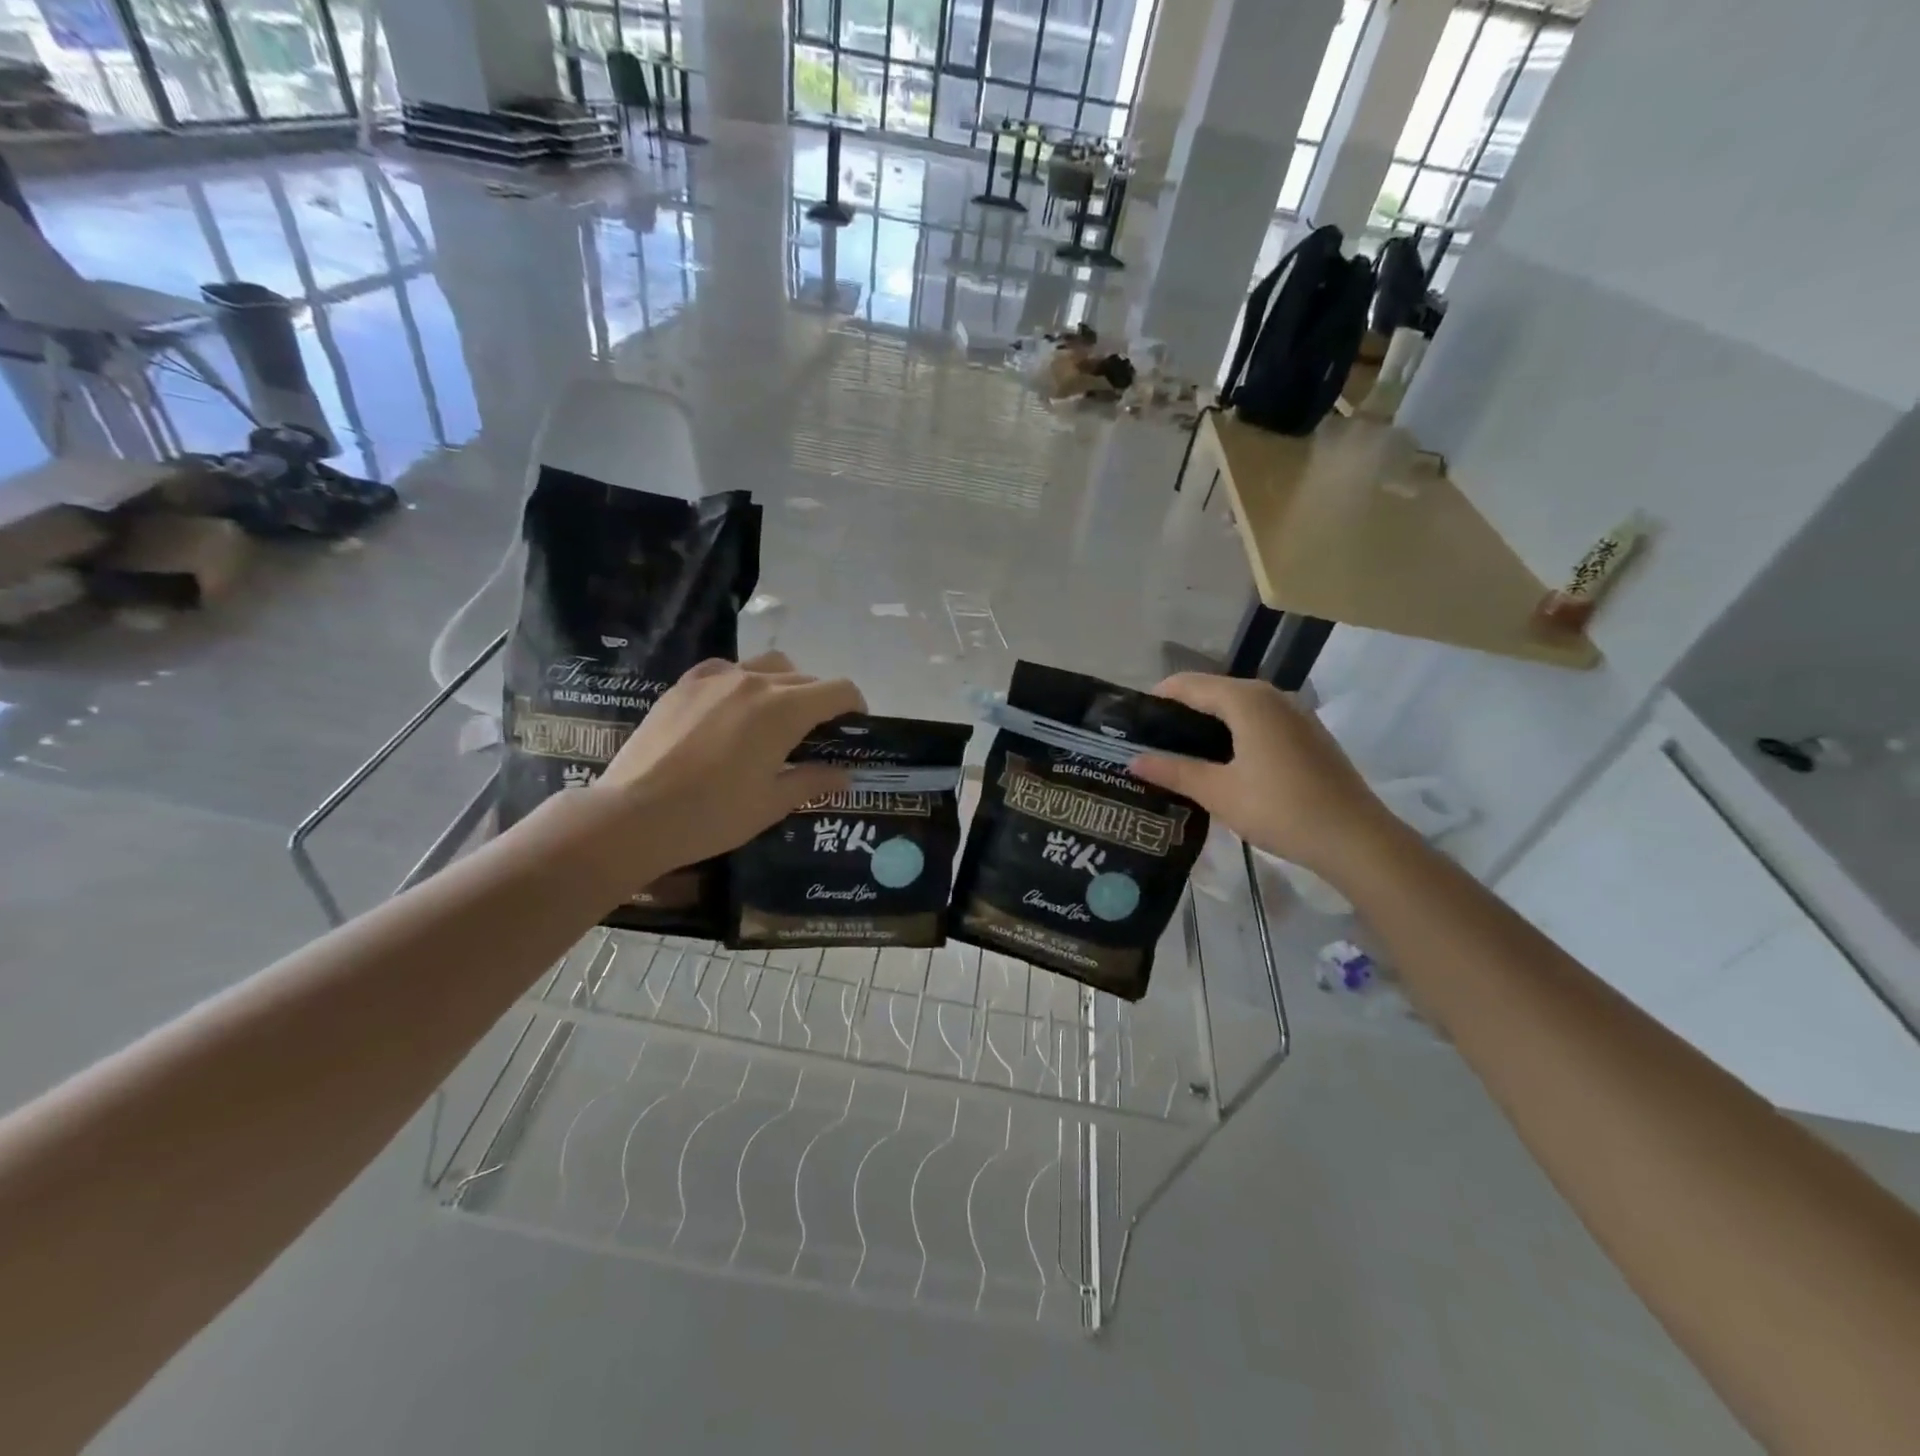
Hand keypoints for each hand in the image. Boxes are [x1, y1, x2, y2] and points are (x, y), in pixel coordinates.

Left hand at [590, 651, 863, 869]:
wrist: (633, 815)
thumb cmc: (713, 814)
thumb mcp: (772, 803)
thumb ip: (813, 781)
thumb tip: (844, 775)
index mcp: (785, 709)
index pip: (838, 690)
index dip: (854, 705)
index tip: (854, 726)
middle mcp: (755, 681)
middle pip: (805, 678)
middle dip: (820, 701)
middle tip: (815, 734)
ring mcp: (716, 678)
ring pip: (768, 666)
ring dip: (785, 684)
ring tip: (776, 716)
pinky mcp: (685, 684)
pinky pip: (728, 670)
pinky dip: (743, 681)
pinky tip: (733, 708)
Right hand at [1128, 673, 1397, 880]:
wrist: (1355, 838)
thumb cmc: (1280, 808)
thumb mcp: (1218, 792)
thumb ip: (1173, 770)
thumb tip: (1133, 759)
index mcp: (1246, 700)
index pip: (1188, 685)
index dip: (1158, 698)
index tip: (1132, 722)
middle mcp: (1271, 696)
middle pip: (1214, 692)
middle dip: (1181, 712)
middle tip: (1151, 742)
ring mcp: (1295, 714)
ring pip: (1239, 708)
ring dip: (1208, 724)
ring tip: (1180, 754)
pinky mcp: (1308, 735)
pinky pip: (1260, 722)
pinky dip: (1235, 734)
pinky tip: (1223, 764)